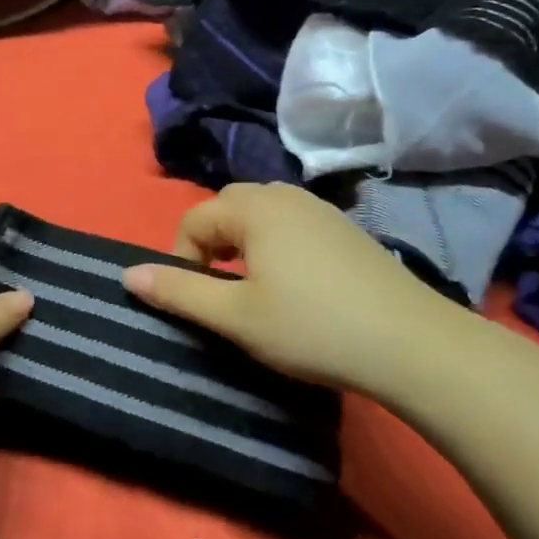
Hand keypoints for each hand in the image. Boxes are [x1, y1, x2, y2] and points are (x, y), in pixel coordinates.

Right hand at [122, 182, 476, 398]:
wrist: (411, 343)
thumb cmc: (312, 328)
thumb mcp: (236, 316)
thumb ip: (179, 292)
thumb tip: (128, 274)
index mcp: (255, 208)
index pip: (194, 220)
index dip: (181, 259)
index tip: (195, 300)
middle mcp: (286, 195)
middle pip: (227, 207)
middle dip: (210, 243)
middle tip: (220, 290)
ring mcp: (321, 209)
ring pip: (261, 212)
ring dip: (242, 242)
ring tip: (251, 286)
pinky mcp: (346, 228)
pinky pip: (292, 222)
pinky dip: (275, 243)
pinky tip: (294, 284)